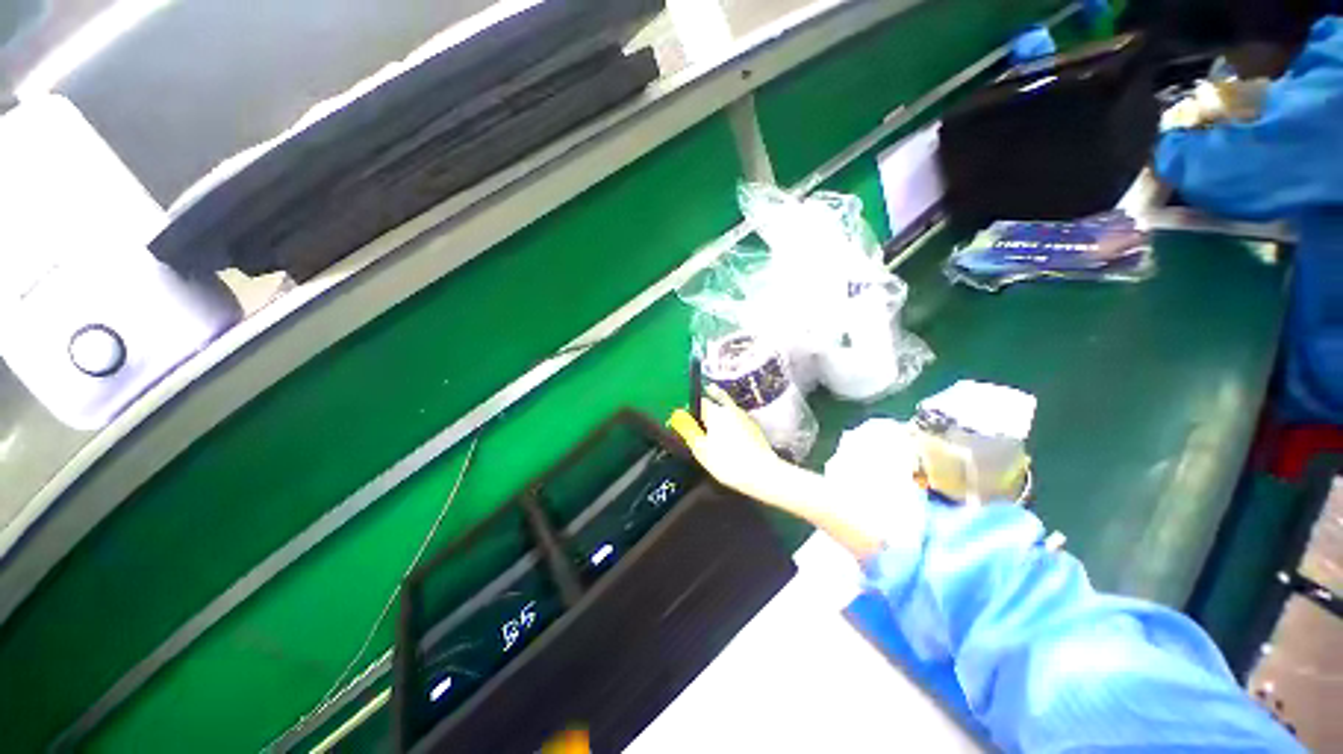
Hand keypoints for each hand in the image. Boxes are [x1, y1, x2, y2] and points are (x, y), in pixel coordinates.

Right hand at [667, 386, 790, 502]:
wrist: (762, 473)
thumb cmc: (728, 462)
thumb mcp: (701, 450)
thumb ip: (689, 431)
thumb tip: (678, 417)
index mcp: (716, 412)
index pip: (700, 400)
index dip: (690, 405)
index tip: (685, 412)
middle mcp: (731, 409)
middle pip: (718, 396)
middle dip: (710, 395)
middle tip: (705, 392)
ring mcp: (745, 417)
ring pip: (729, 406)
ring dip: (722, 406)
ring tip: (715, 415)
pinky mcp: (755, 427)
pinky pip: (738, 416)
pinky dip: (732, 417)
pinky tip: (730, 428)